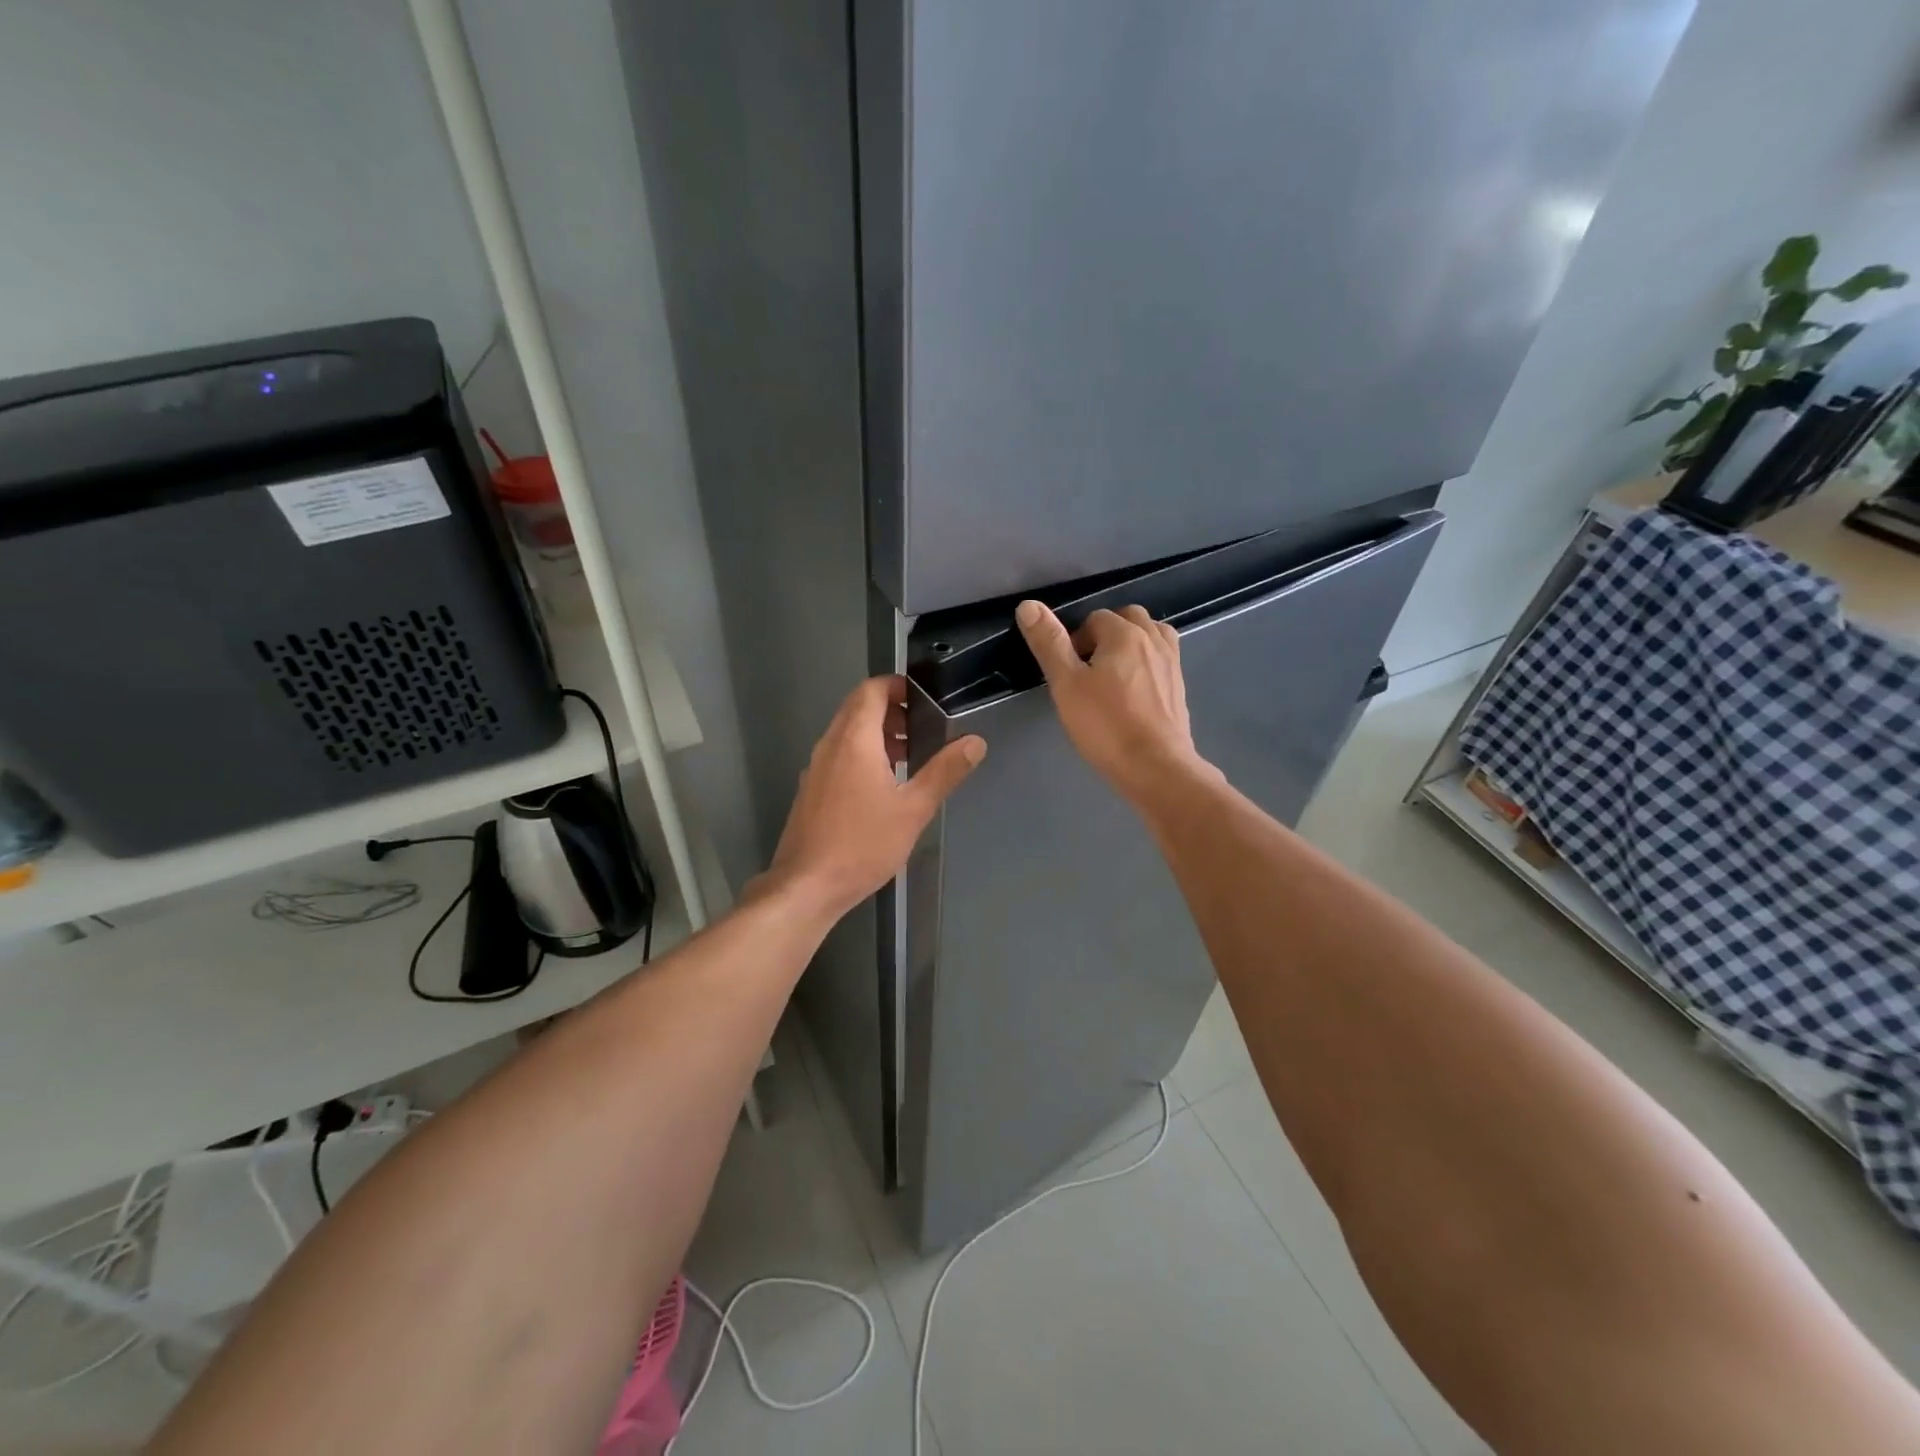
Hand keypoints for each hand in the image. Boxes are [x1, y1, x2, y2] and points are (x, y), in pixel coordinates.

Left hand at [763, 675, 985, 918]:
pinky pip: (838, 755)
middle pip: (857, 708)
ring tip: (908, 756)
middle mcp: (829, 745)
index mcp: (854, 740)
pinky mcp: (811, 790)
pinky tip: (882, 786)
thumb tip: (974, 742)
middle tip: (922, 727)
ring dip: (876, 734)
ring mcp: (815, 768)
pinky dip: (861, 754)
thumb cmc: (863, 844)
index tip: (924, 698)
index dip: (897, 686)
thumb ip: (945, 771)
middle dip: (891, 710)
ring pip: (846, 733)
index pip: (871, 690)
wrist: (806, 886)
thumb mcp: (914, 809)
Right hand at [1015, 600, 1216, 802]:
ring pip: (1151, 635)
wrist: (1156, 767)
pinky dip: (1147, 663)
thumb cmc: (1106, 725)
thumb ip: (1049, 643)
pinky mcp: (1180, 687)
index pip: (1095, 618)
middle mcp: (1153, 640)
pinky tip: (1134, 692)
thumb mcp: (1067, 685)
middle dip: (1106, 634)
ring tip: (1113, 674)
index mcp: (1124, 634)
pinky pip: (1162, 659)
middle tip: (1088, 670)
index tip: (1068, 672)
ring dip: (1131, 644)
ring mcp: (1172, 663)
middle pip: (1127, 619)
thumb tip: (1028, 605)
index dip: (1076, 640)